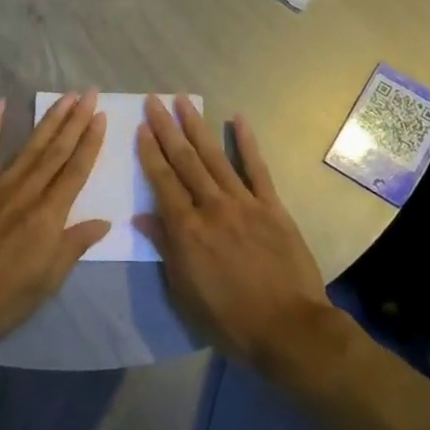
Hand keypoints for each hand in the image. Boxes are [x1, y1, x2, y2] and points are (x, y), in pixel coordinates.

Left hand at [0, 92, 110, 359]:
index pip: (76, 171)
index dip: (91, 143)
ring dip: (48, 120)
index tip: (102, 117)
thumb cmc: (0, 300)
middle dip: (75, 121)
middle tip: (89, 93)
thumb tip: (103, 222)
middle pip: (56, 151)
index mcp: (48, 216)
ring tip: (64, 97)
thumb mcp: (47, 282)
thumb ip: (73, 246)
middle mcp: (25, 192)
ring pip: (27, 146)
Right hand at [135, 95, 333, 370]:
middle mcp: (212, 208)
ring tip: (183, 101)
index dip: (149, 153)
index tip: (141, 127)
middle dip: (167, 129)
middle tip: (154, 101)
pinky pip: (257, 169)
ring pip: (215, 157)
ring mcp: (244, 204)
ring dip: (197, 127)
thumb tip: (141, 217)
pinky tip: (237, 119)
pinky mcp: (272, 207)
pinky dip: (247, 143)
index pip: (162, 182)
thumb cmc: (228, 318)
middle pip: (184, 161)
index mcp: (186, 230)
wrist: (288, 328)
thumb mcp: (184, 292)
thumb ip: (165, 249)